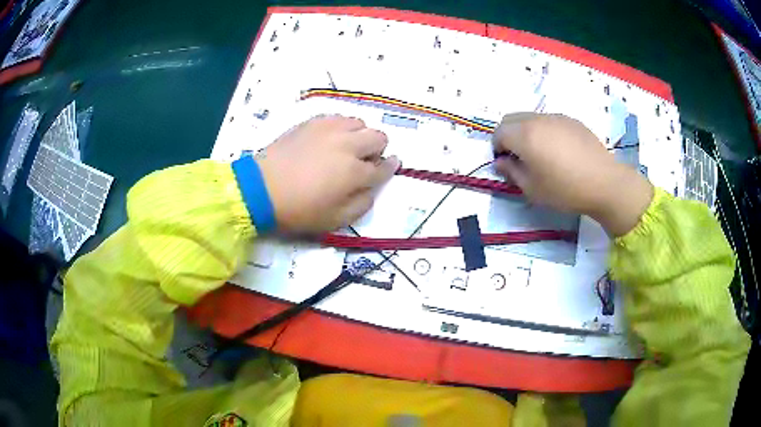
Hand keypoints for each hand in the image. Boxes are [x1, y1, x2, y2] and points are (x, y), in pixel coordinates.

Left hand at [256, 115, 399, 233]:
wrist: (260, 189)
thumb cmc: (298, 209)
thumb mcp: (335, 220)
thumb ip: (362, 204)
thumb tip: (371, 188)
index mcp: (355, 172)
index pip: (384, 167)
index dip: (390, 167)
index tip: (391, 166)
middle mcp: (347, 145)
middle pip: (378, 137)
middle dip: (377, 149)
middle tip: (364, 161)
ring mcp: (329, 129)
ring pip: (359, 123)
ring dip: (359, 136)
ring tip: (345, 148)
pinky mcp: (312, 122)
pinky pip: (337, 117)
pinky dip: (341, 127)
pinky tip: (329, 139)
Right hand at [492, 113, 652, 236]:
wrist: (604, 183)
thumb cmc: (565, 190)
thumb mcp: (532, 189)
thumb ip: (511, 172)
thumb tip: (500, 162)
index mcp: (525, 135)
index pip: (499, 133)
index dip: (497, 148)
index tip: (506, 164)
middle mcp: (538, 120)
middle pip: (512, 119)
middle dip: (508, 136)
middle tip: (519, 158)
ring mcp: (556, 117)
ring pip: (531, 118)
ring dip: (526, 132)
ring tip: (541, 154)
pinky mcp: (572, 120)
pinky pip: (549, 121)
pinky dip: (545, 131)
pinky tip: (559, 151)